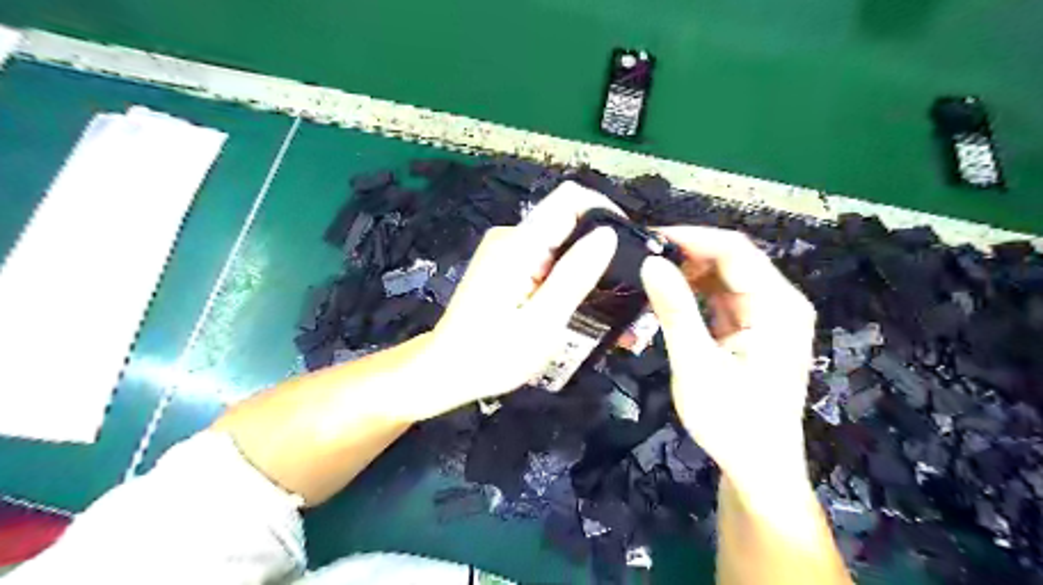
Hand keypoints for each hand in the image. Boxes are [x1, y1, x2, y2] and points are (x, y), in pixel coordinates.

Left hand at [410, 182, 620, 420]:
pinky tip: (580, 305)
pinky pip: (545, 259)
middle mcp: (512, 237)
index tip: (630, 244)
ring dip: (586, 267)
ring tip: (610, 305)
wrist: (446, 370)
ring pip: (559, 243)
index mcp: (519, 244)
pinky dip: (567, 277)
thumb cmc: (492, 355)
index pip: (570, 199)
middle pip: (567, 222)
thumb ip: (573, 276)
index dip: (606, 211)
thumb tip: (607, 234)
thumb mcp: (541, 322)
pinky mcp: (506, 265)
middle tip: (627, 287)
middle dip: (601, 249)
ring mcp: (506, 250)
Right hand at [641, 227, 817, 494]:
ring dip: (687, 273)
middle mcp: (778, 302)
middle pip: (731, 260)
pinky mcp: (753, 328)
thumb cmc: (732, 421)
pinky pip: (721, 297)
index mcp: (777, 306)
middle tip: (640, 257)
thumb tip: (651, 262)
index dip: (691, 238)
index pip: (734, 251)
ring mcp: (766, 315)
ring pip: (724, 277)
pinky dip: (694, 293)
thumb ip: (675, 311)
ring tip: (648, 274)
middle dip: (686, 254)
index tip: (648, 239)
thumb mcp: (697, 365)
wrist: (757, 468)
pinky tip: (667, 295)